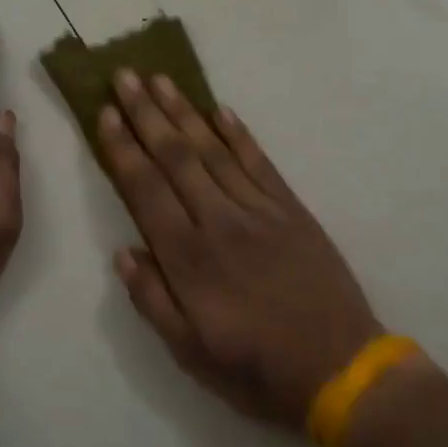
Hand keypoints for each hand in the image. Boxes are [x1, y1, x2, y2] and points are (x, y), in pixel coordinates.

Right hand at [99, 69, 387, 428]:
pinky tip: (220, 110)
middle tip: (124, 76)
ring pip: (214, 150)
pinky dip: (239, 134)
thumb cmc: (258, 370)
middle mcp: (220, 222)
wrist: (342, 370)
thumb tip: (123, 251)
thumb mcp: (191, 354)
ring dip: (184, 112)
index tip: (105, 113)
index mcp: (190, 259)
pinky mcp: (291, 210)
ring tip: (160, 80)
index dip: (123, 149)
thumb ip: (153, 300)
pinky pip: (260, 162)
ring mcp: (259, 211)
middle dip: (146, 114)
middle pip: (176, 157)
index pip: (146, 189)